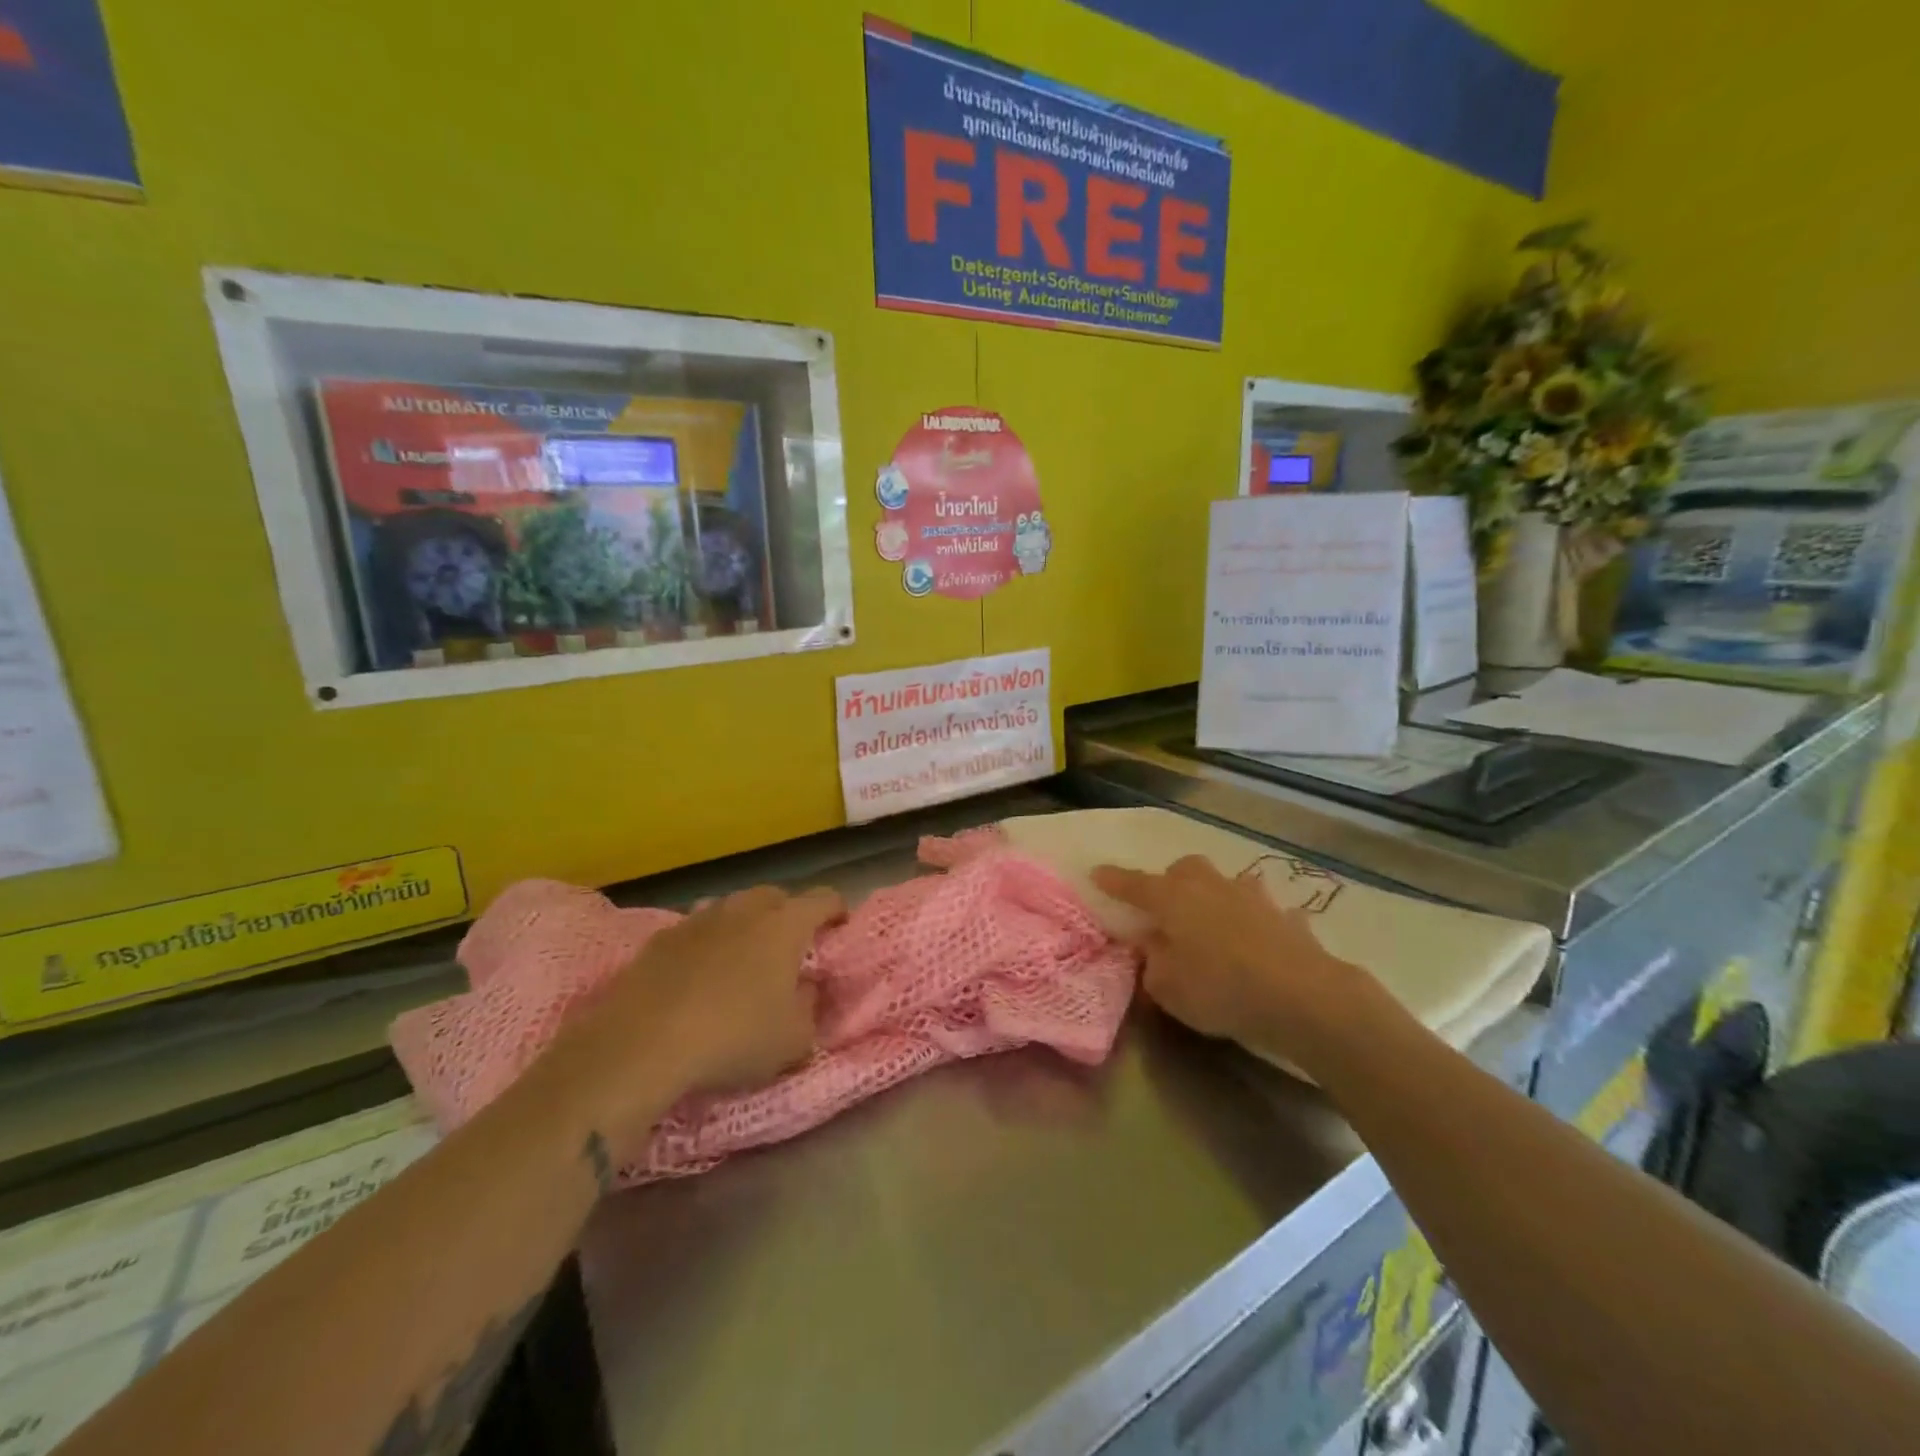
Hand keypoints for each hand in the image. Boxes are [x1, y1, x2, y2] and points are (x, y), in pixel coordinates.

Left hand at [543, 885, 844, 1154]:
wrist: (641, 1044)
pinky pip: (696, 931)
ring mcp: (698, 920)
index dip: (837, 911)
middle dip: (788, 914)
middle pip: (775, 896)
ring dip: (744, 925)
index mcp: (785, 925)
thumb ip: (810, 1007)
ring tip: (743, 960)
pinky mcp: (660, 940)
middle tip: (791, 948)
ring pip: (732, 909)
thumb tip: (807, 988)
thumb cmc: (734, 1038)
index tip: (839, 929)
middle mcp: (743, 909)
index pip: (824, 898)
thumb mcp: (793, 1039)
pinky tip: (699, 977)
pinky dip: (706, 945)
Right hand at [1092, 856, 1366, 1066]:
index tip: (1097, 873)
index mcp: (1172, 899)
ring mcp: (1252, 897)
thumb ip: (1152, 963)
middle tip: (1166, 907)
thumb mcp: (1167, 988)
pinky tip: (1261, 942)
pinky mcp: (1286, 917)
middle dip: (1171, 882)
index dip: (1113, 880)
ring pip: (1227, 883)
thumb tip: (1153, 946)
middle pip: (1184, 870)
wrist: (1302, 996)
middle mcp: (1209, 887)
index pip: (1133, 884)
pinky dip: (1258, 922)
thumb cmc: (1220, 989)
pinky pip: (1265, 912)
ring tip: (1215, 921)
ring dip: (1216, 895)